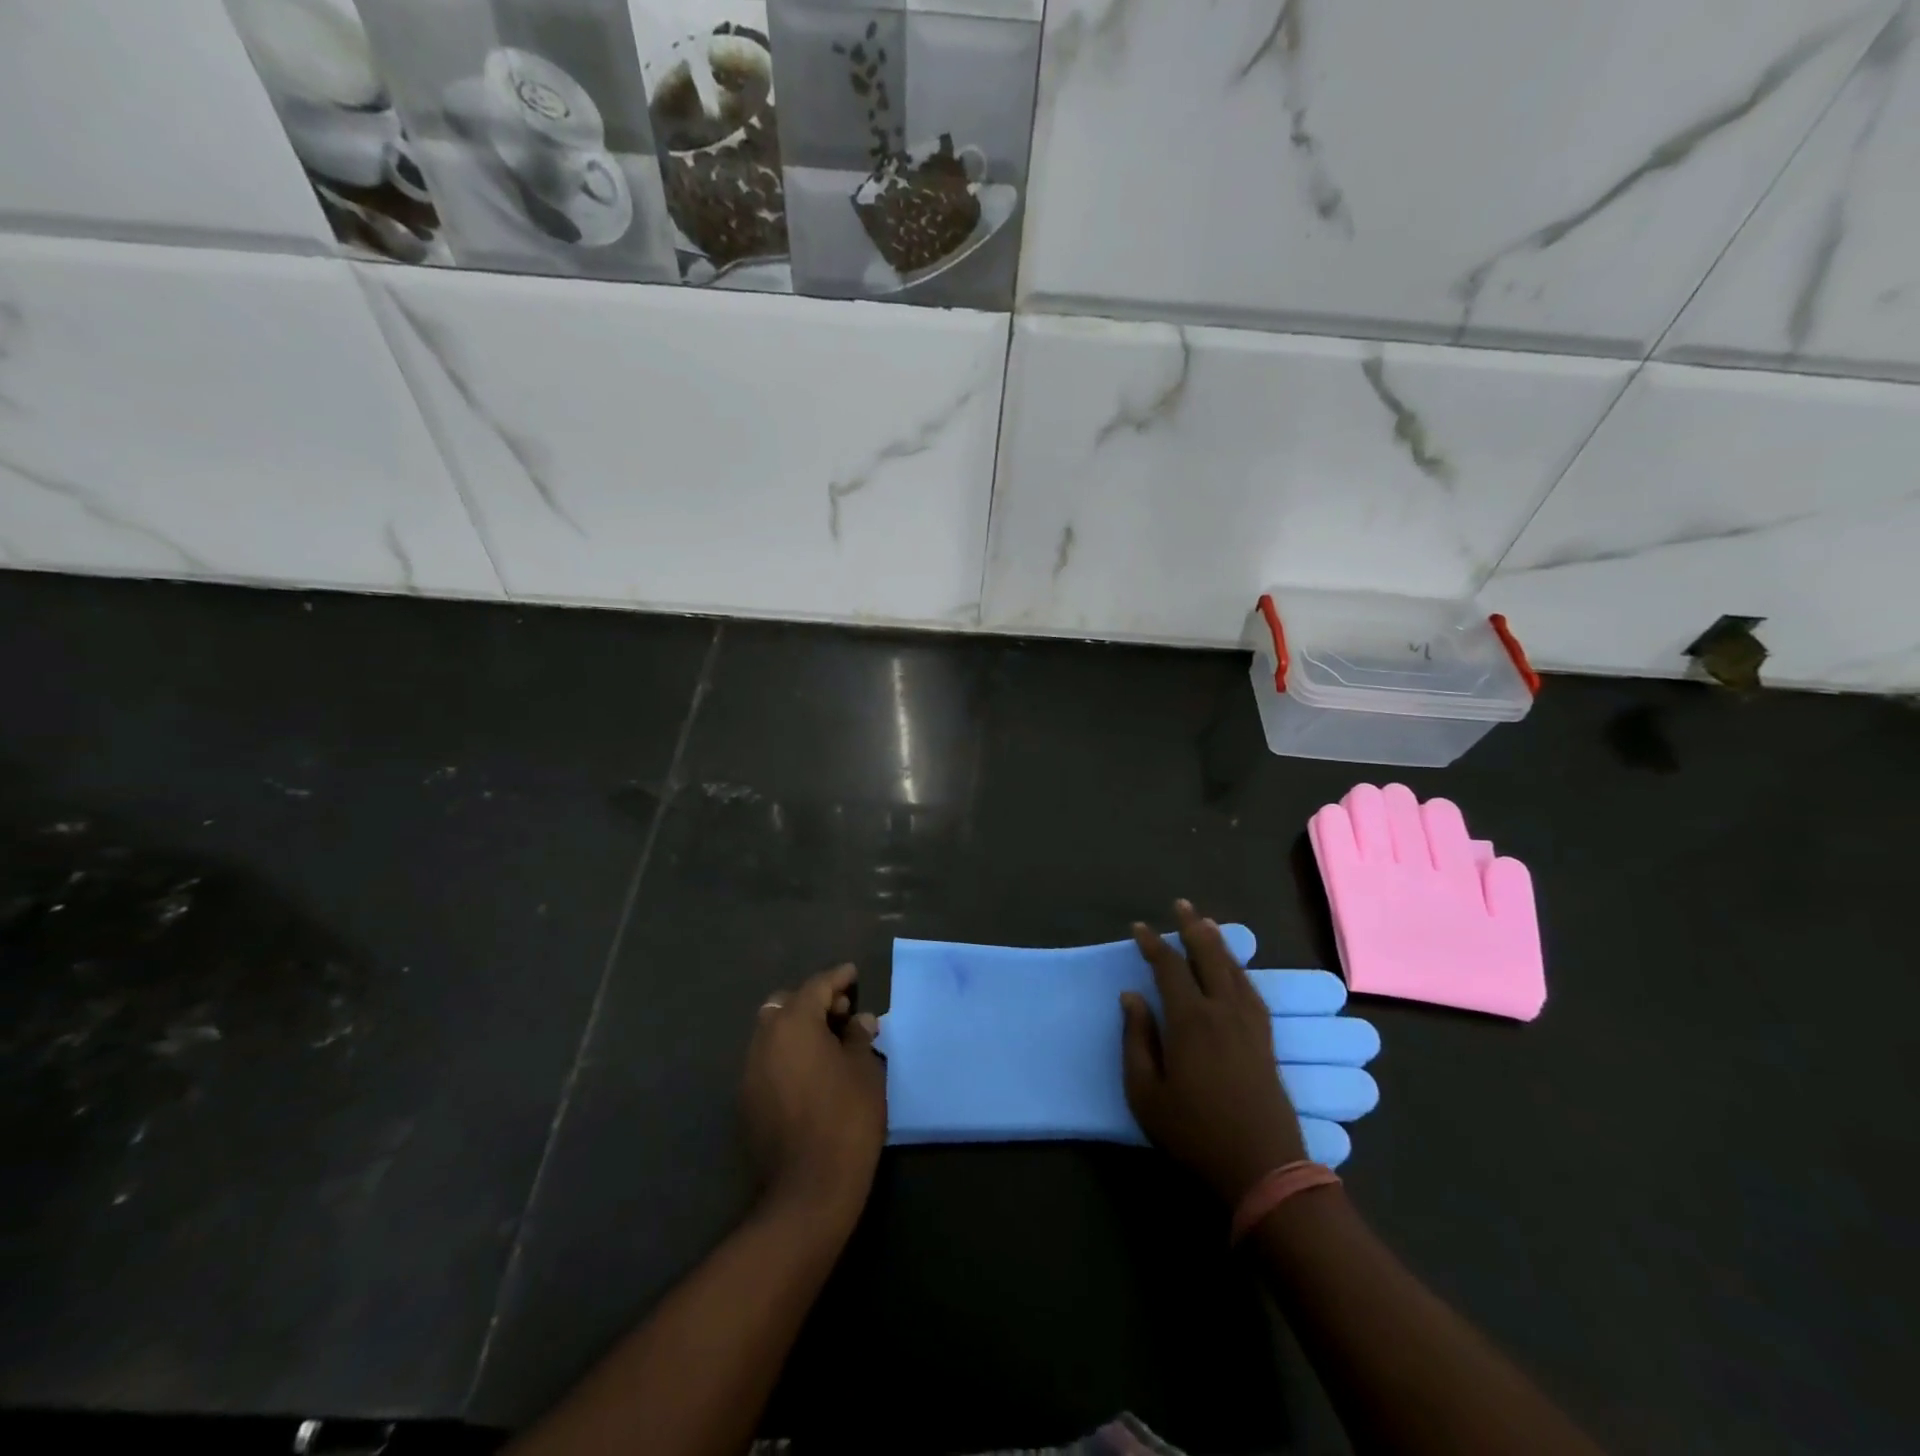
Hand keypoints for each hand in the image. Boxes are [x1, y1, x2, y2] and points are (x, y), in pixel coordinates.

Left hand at [742, 963, 885, 1222]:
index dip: (837, 978)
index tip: (853, 974)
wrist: (809, 1188)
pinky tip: (812, 1071)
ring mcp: (750, 1072)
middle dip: (813, 1002)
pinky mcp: (747, 1101)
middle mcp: (764, 1040)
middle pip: (786, 1005)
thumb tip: (860, 1021)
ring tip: (830, 1042)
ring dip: (798, 1028)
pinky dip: (788, 1053)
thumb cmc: (846, 1118)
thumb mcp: (864, 1071)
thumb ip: (859, 1037)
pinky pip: (768, 1060)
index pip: (816, 987)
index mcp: (793, 1024)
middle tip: (843, 1012)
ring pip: (773, 1033)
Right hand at [1122, 901, 1307, 1203]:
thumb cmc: (1194, 1132)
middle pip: (1208, 956)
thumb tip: (1131, 997)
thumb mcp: (1146, 1093)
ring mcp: (1249, 1024)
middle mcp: (1222, 1011)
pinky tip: (1235, 969)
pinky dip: (1239, 969)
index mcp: (1189, 1020)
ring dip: (1218, 943)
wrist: (1262, 1167)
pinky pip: (1251, 990)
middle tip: (1181, 905)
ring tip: (1206, 924)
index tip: (1138, 928)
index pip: (1168, 967)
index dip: (1152, 944)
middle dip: (1192, 927)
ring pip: (1233, 969)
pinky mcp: (1265, 1039)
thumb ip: (1136, 1040)